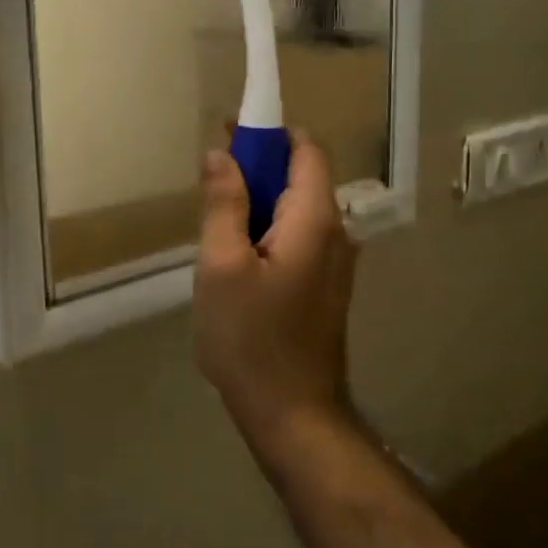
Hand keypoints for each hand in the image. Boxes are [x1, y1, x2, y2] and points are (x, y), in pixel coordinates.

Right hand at [194, 131, 358, 457]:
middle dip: (257, 168)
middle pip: (301, 177)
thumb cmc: (252, 339)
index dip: (271, 132)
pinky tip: (235, 260)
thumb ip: (223, 204)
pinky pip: (296, 238)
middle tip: (210, 185)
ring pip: (295, 210)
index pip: (307, 149)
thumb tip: (220, 153)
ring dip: (258, 203)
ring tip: (216, 227)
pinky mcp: (324, 287)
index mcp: (315, 220)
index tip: (229, 135)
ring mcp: (335, 263)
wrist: (293, 415)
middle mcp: (337, 233)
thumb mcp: (221, 266)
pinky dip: (267, 231)